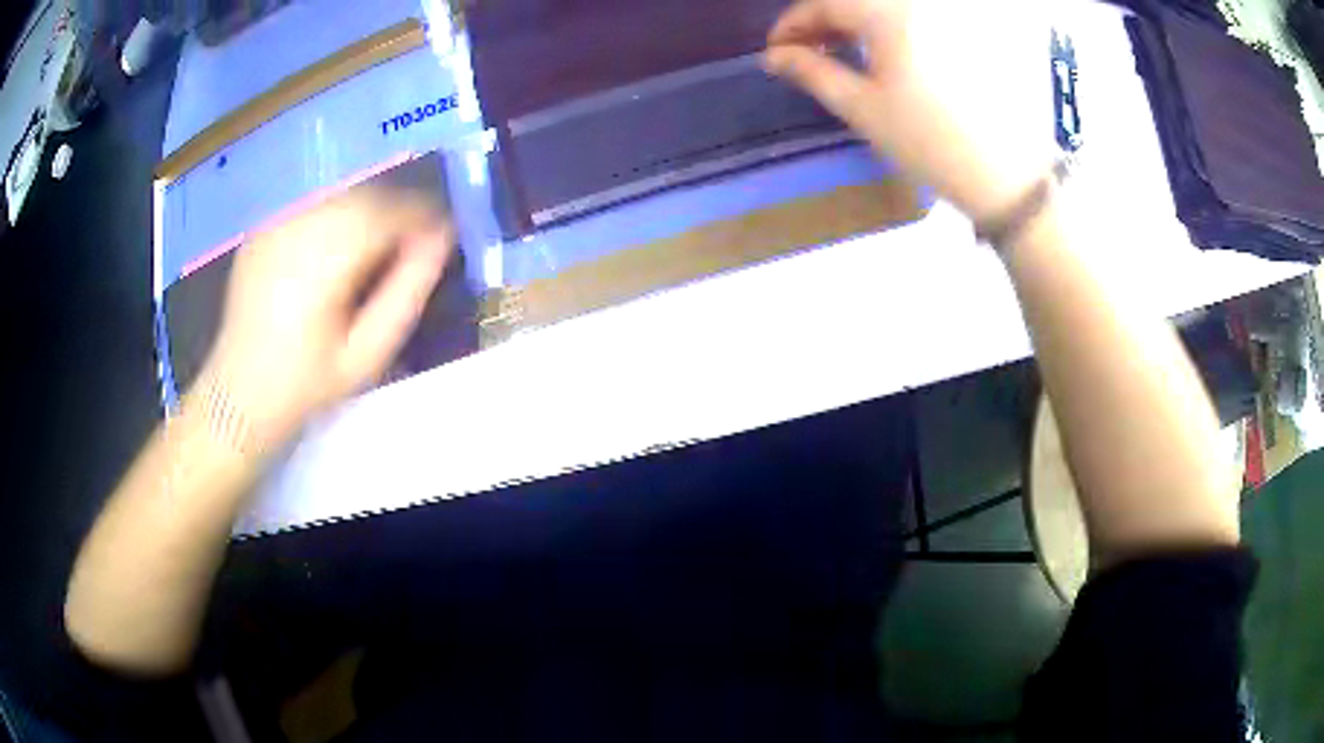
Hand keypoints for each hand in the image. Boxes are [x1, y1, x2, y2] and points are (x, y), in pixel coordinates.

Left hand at [200, 188, 452, 450]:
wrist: (237, 395)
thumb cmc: (306, 383)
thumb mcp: (367, 353)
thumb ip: (407, 292)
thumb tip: (442, 240)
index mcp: (323, 259)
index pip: (387, 212)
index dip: (422, 216)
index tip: (444, 234)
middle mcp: (298, 227)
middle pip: (364, 196)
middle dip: (397, 211)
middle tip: (414, 242)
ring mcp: (275, 224)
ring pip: (340, 196)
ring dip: (369, 212)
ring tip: (378, 247)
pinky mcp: (262, 228)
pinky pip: (313, 206)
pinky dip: (337, 216)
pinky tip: (338, 248)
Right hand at [765, 0, 1055, 223]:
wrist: (1008, 176)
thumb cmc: (930, 144)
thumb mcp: (862, 108)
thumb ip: (812, 72)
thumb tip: (775, 56)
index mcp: (889, 14)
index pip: (825, 2)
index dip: (792, 23)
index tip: (774, 52)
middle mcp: (919, 4)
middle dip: (822, 20)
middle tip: (804, 52)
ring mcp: (947, 15)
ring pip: (884, 6)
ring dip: (853, 22)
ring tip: (838, 52)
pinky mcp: (965, 31)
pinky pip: (913, 17)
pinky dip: (885, 27)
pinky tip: (879, 51)